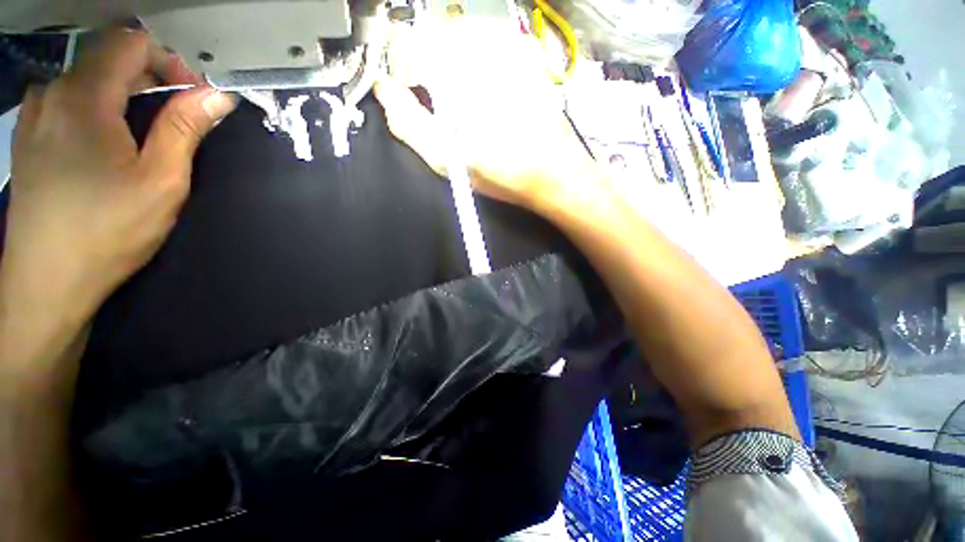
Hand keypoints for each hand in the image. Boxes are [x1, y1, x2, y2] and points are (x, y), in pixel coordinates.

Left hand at [1, 30, 236, 321]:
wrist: (46, 282)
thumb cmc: (107, 231)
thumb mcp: (161, 181)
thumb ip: (185, 129)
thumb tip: (218, 95)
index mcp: (84, 98)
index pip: (131, 43)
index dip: (168, 61)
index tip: (192, 97)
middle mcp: (52, 93)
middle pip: (108, 59)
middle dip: (148, 79)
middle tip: (176, 119)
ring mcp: (34, 115)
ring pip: (85, 79)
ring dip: (120, 95)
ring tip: (140, 134)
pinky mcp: (27, 138)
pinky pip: (65, 101)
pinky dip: (94, 108)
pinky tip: (103, 142)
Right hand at [374, 19, 598, 210]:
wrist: (552, 172)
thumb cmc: (500, 170)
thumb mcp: (445, 157)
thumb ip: (406, 121)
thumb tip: (385, 92)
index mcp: (453, 68)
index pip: (404, 39)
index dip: (399, 66)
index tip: (408, 91)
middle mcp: (479, 44)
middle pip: (433, 33)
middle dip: (427, 64)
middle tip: (438, 100)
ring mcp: (507, 45)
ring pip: (461, 36)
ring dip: (453, 63)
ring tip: (466, 102)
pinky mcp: (526, 54)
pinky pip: (488, 45)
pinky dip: (478, 64)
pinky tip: (489, 95)